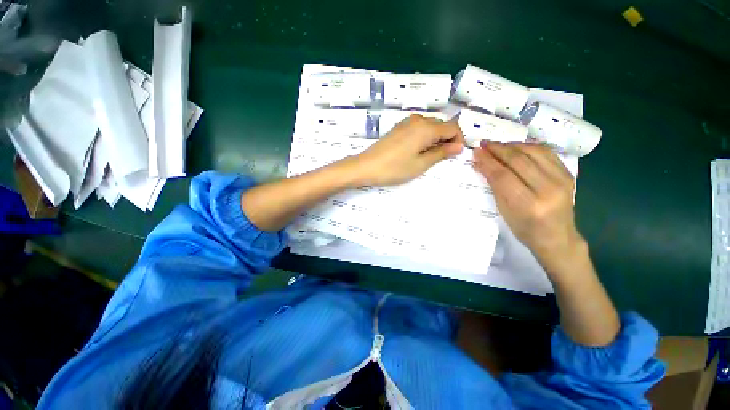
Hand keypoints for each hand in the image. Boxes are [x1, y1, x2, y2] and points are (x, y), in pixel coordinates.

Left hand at [350, 114, 463, 185]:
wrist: (366, 166)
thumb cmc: (394, 168)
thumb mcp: (420, 164)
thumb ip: (441, 153)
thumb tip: (459, 146)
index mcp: (426, 128)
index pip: (453, 127)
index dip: (458, 140)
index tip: (454, 155)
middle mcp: (418, 119)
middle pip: (442, 125)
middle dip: (447, 139)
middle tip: (441, 158)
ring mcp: (406, 122)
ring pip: (430, 126)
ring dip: (435, 138)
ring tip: (428, 156)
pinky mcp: (399, 127)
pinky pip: (418, 128)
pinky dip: (424, 137)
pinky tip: (417, 150)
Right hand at [472, 141, 585, 273]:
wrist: (557, 237)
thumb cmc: (525, 229)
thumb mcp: (504, 211)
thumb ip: (494, 185)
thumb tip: (480, 164)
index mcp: (529, 204)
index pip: (503, 176)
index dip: (487, 162)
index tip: (476, 152)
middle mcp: (548, 189)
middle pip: (519, 161)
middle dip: (498, 149)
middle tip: (483, 144)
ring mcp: (562, 180)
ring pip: (534, 152)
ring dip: (512, 145)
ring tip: (497, 145)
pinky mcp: (568, 173)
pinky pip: (546, 153)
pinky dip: (528, 146)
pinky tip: (516, 147)